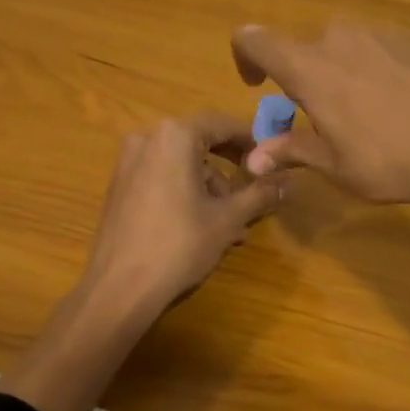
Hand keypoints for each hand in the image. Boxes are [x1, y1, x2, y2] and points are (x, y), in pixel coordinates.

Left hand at [75, 111, 288, 325]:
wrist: (119, 286)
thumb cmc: (179, 244)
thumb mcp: (227, 218)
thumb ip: (260, 193)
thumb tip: (291, 180)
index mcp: (174, 135)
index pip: (222, 124)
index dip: (251, 140)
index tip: (271, 160)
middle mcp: (147, 137)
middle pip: (200, 143)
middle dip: (229, 170)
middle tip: (254, 193)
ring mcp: (129, 161)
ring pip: (182, 164)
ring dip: (209, 188)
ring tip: (231, 227)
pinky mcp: (120, 184)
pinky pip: (162, 176)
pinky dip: (185, 192)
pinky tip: (202, 227)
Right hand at [231, 22, 409, 208]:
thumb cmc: (390, 160)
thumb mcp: (334, 165)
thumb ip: (290, 150)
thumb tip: (252, 158)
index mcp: (309, 68)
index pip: (255, 40)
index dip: (244, 57)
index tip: (255, 86)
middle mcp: (338, 39)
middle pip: (301, 49)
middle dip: (298, 78)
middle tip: (316, 117)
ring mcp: (377, 35)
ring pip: (337, 47)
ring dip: (333, 73)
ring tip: (357, 112)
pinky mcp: (409, 40)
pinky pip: (370, 48)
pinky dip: (365, 69)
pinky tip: (391, 103)